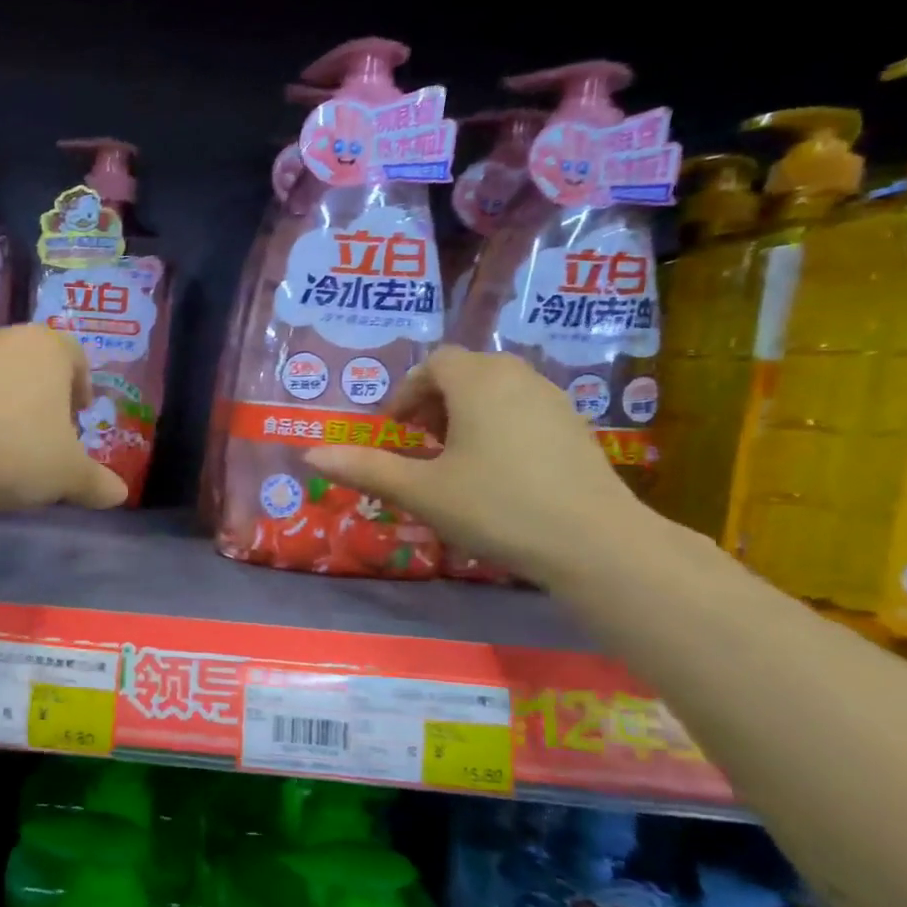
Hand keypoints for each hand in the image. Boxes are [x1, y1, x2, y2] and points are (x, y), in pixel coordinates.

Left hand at [0, 325, 128, 510]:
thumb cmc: (14, 447)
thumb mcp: (65, 473)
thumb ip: (95, 482)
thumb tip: (120, 493)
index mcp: (50, 348)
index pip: (77, 357)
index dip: (82, 386)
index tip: (78, 416)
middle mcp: (8, 337)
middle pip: (36, 364)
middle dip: (44, 397)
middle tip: (46, 434)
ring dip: (7, 403)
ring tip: (6, 443)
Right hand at [303, 347, 652, 585]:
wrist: (595, 542)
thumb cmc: (496, 507)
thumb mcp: (421, 491)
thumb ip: (366, 468)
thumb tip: (311, 454)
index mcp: (477, 382)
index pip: (434, 363)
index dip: (407, 392)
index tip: (395, 431)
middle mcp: (517, 378)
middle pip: (466, 371)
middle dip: (434, 401)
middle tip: (420, 443)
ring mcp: (554, 400)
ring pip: (497, 389)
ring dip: (466, 412)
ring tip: (454, 458)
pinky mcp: (576, 427)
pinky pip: (524, 409)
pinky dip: (499, 425)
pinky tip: (497, 471)